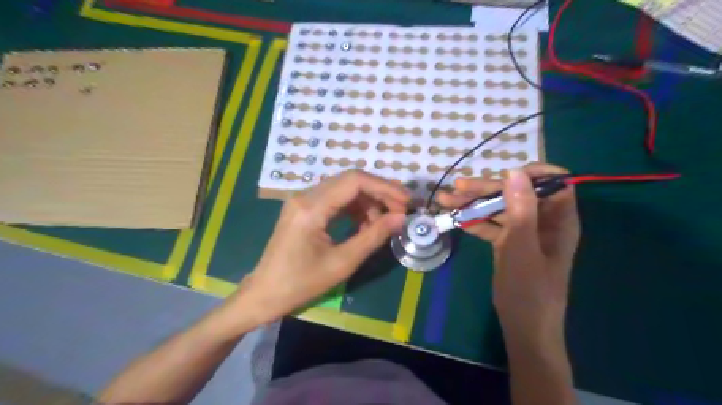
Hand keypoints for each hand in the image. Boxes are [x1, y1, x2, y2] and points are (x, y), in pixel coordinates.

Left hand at [233, 170, 411, 325]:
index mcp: (311, 207)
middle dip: (379, 193)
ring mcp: (303, 200)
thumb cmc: (301, 284)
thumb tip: (401, 218)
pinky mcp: (304, 208)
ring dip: (367, 202)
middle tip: (400, 211)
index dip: (384, 187)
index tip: (406, 202)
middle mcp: (305, 195)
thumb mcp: (342, 263)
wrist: (264, 294)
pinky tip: (364, 225)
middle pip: (350, 180)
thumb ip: (374, 236)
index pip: (355, 181)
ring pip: (344, 189)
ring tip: (382, 224)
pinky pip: (335, 199)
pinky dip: (354, 209)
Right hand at [434, 163, 578, 346]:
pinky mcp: (508, 243)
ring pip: (499, 208)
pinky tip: (455, 218)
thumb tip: (514, 171)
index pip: (554, 182)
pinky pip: (491, 225)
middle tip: (458, 187)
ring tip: (445, 199)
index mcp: (558, 219)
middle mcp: (542, 221)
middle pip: (516, 193)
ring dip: (473, 204)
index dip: (531, 173)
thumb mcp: (522, 248)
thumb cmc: (528, 289)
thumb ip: (520, 210)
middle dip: (487, 189)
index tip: (503, 174)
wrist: (523, 326)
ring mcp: (523, 232)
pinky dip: (474, 221)